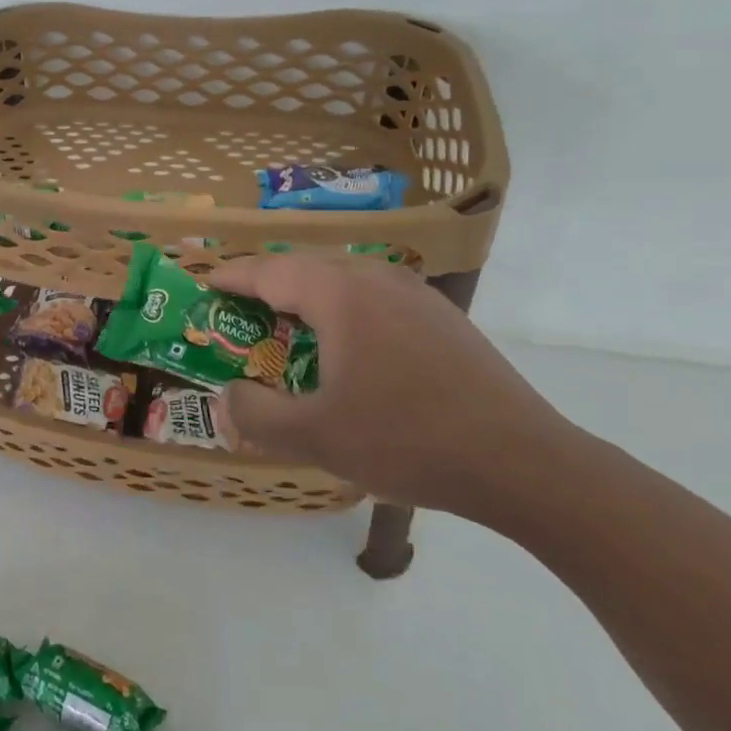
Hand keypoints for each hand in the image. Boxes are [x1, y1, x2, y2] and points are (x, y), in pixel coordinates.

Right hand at [208, 254, 580, 520]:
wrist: (524, 463)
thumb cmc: (407, 440)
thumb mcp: (316, 437)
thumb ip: (256, 415)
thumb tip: (225, 397)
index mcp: (341, 295)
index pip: (270, 271)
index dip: (233, 276)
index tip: (206, 282)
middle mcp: (377, 279)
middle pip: (306, 267)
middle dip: (267, 285)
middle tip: (240, 311)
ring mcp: (417, 295)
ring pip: (344, 280)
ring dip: (308, 297)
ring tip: (288, 327)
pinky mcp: (444, 319)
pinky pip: (376, 298)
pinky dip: (344, 311)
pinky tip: (349, 348)